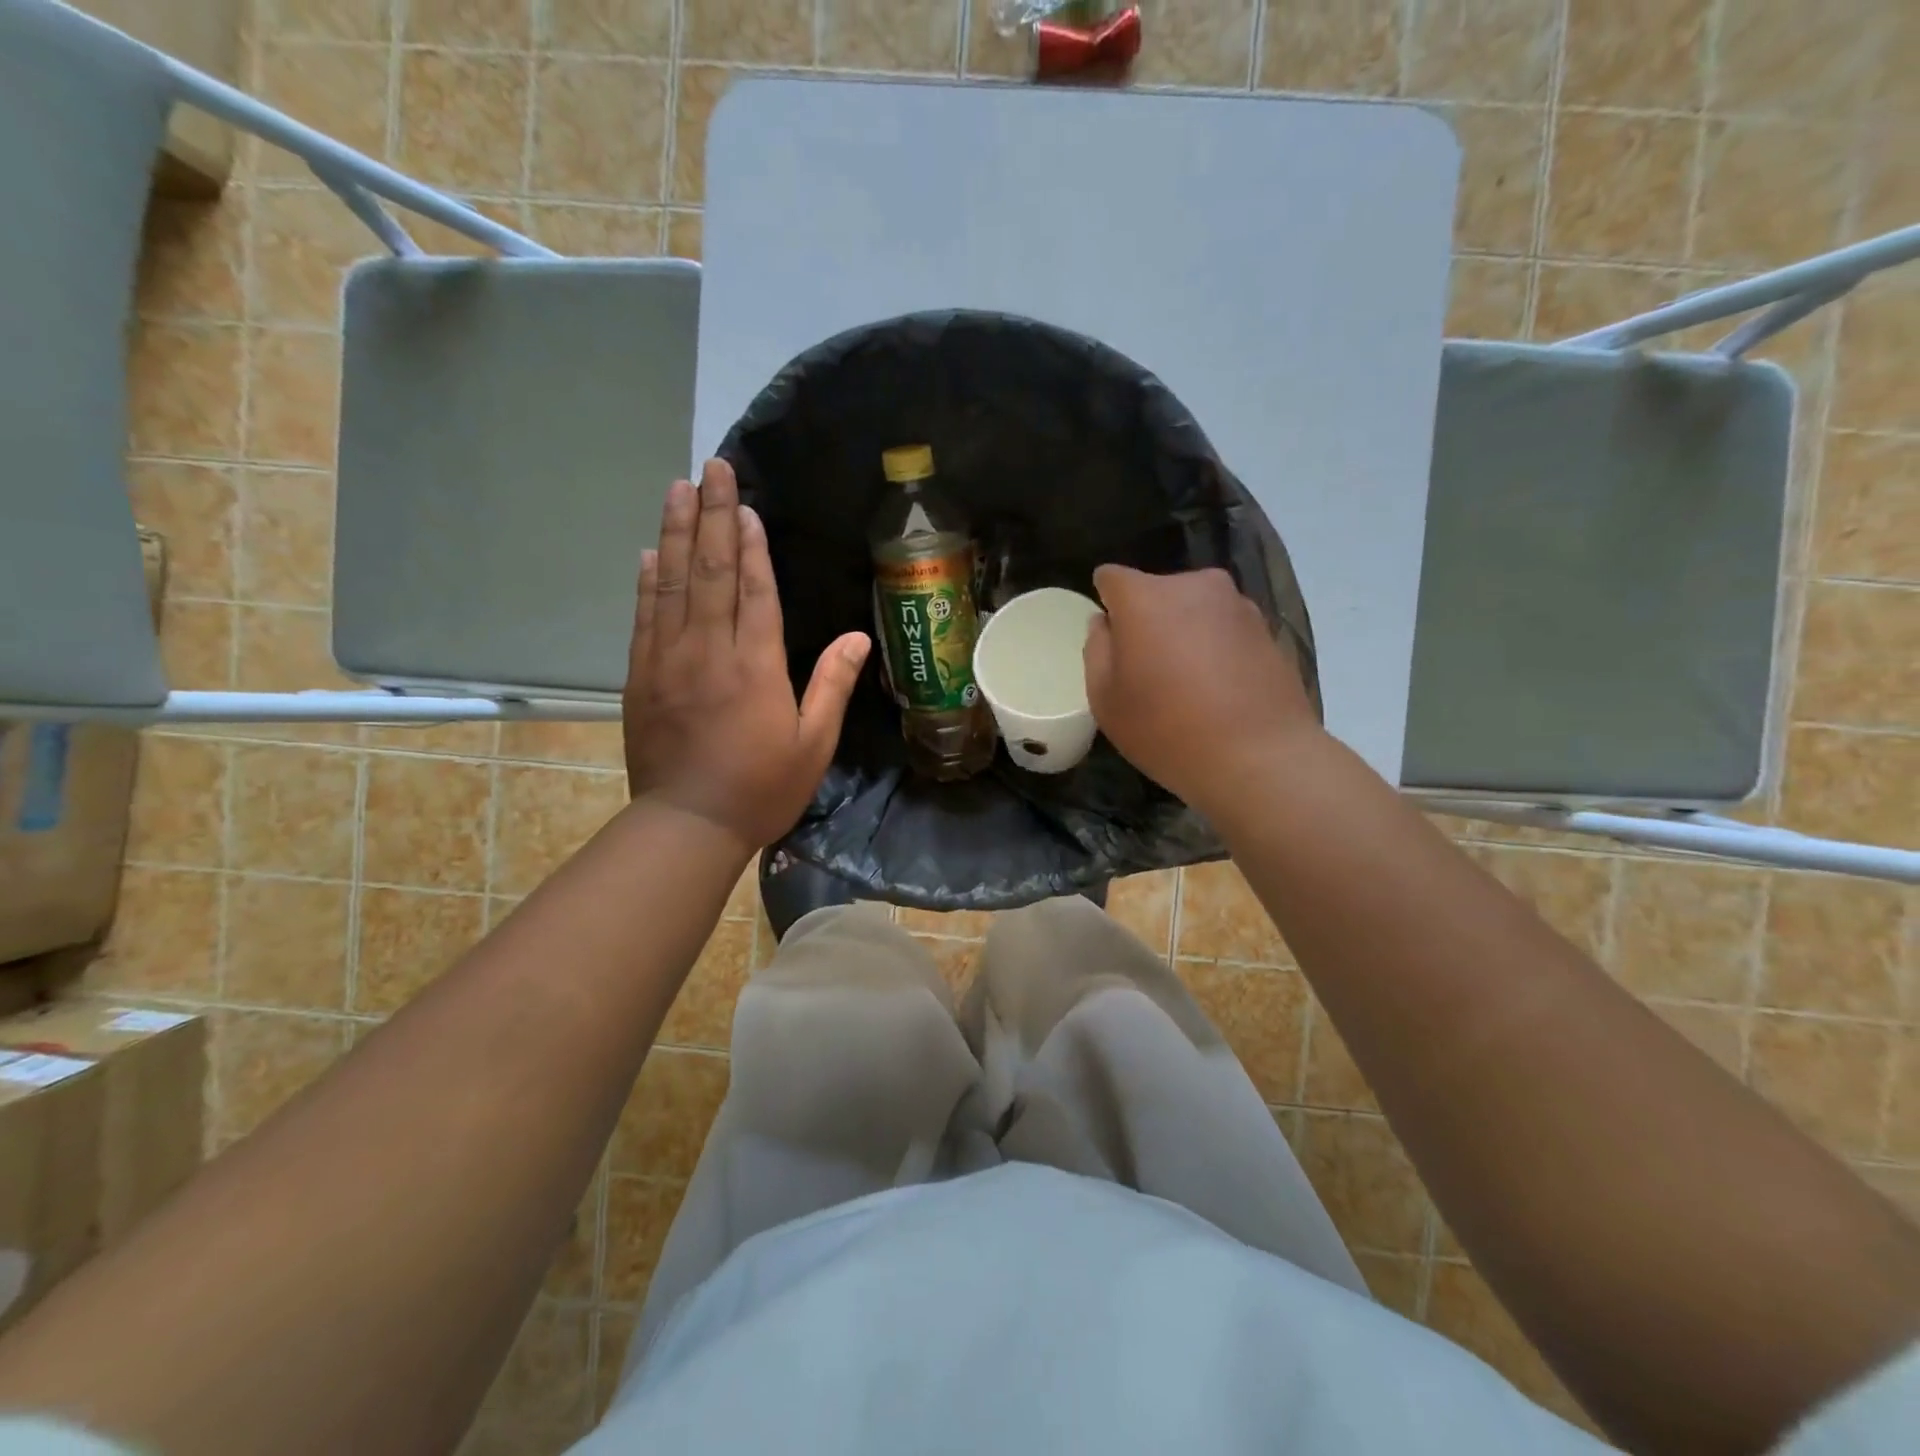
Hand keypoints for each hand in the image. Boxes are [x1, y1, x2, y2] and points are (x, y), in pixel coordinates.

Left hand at [623, 459, 870, 852]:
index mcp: (755, 667)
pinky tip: (649, 553)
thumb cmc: (761, 788)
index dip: (752, 546)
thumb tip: (858, 637)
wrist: (688, 826)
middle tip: (711, 469)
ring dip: (675, 533)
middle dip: (712, 516)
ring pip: (672, 585)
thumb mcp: (813, 744)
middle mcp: (708, 652)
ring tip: (677, 489)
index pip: (754, 592)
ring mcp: (667, 662)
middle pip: (710, 572)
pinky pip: (644, 618)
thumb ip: (832, 685)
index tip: (746, 505)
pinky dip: (648, 582)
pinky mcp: (640, 678)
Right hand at [1083, 565, 1319, 815]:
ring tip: (1187, 682)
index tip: (1110, 639)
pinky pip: (1225, 629)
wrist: (1260, 758)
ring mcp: (1237, 605)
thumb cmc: (1167, 730)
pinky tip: (1218, 689)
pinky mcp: (1268, 629)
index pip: (1112, 578)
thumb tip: (1105, 623)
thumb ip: (1097, 651)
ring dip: (1184, 632)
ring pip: (1194, 609)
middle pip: (1156, 592)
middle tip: (1147, 668)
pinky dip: (1215, 648)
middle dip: (1147, 619)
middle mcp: (1194, 586)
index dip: (1106, 603)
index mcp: (1145, 597)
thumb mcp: (1106, 700)